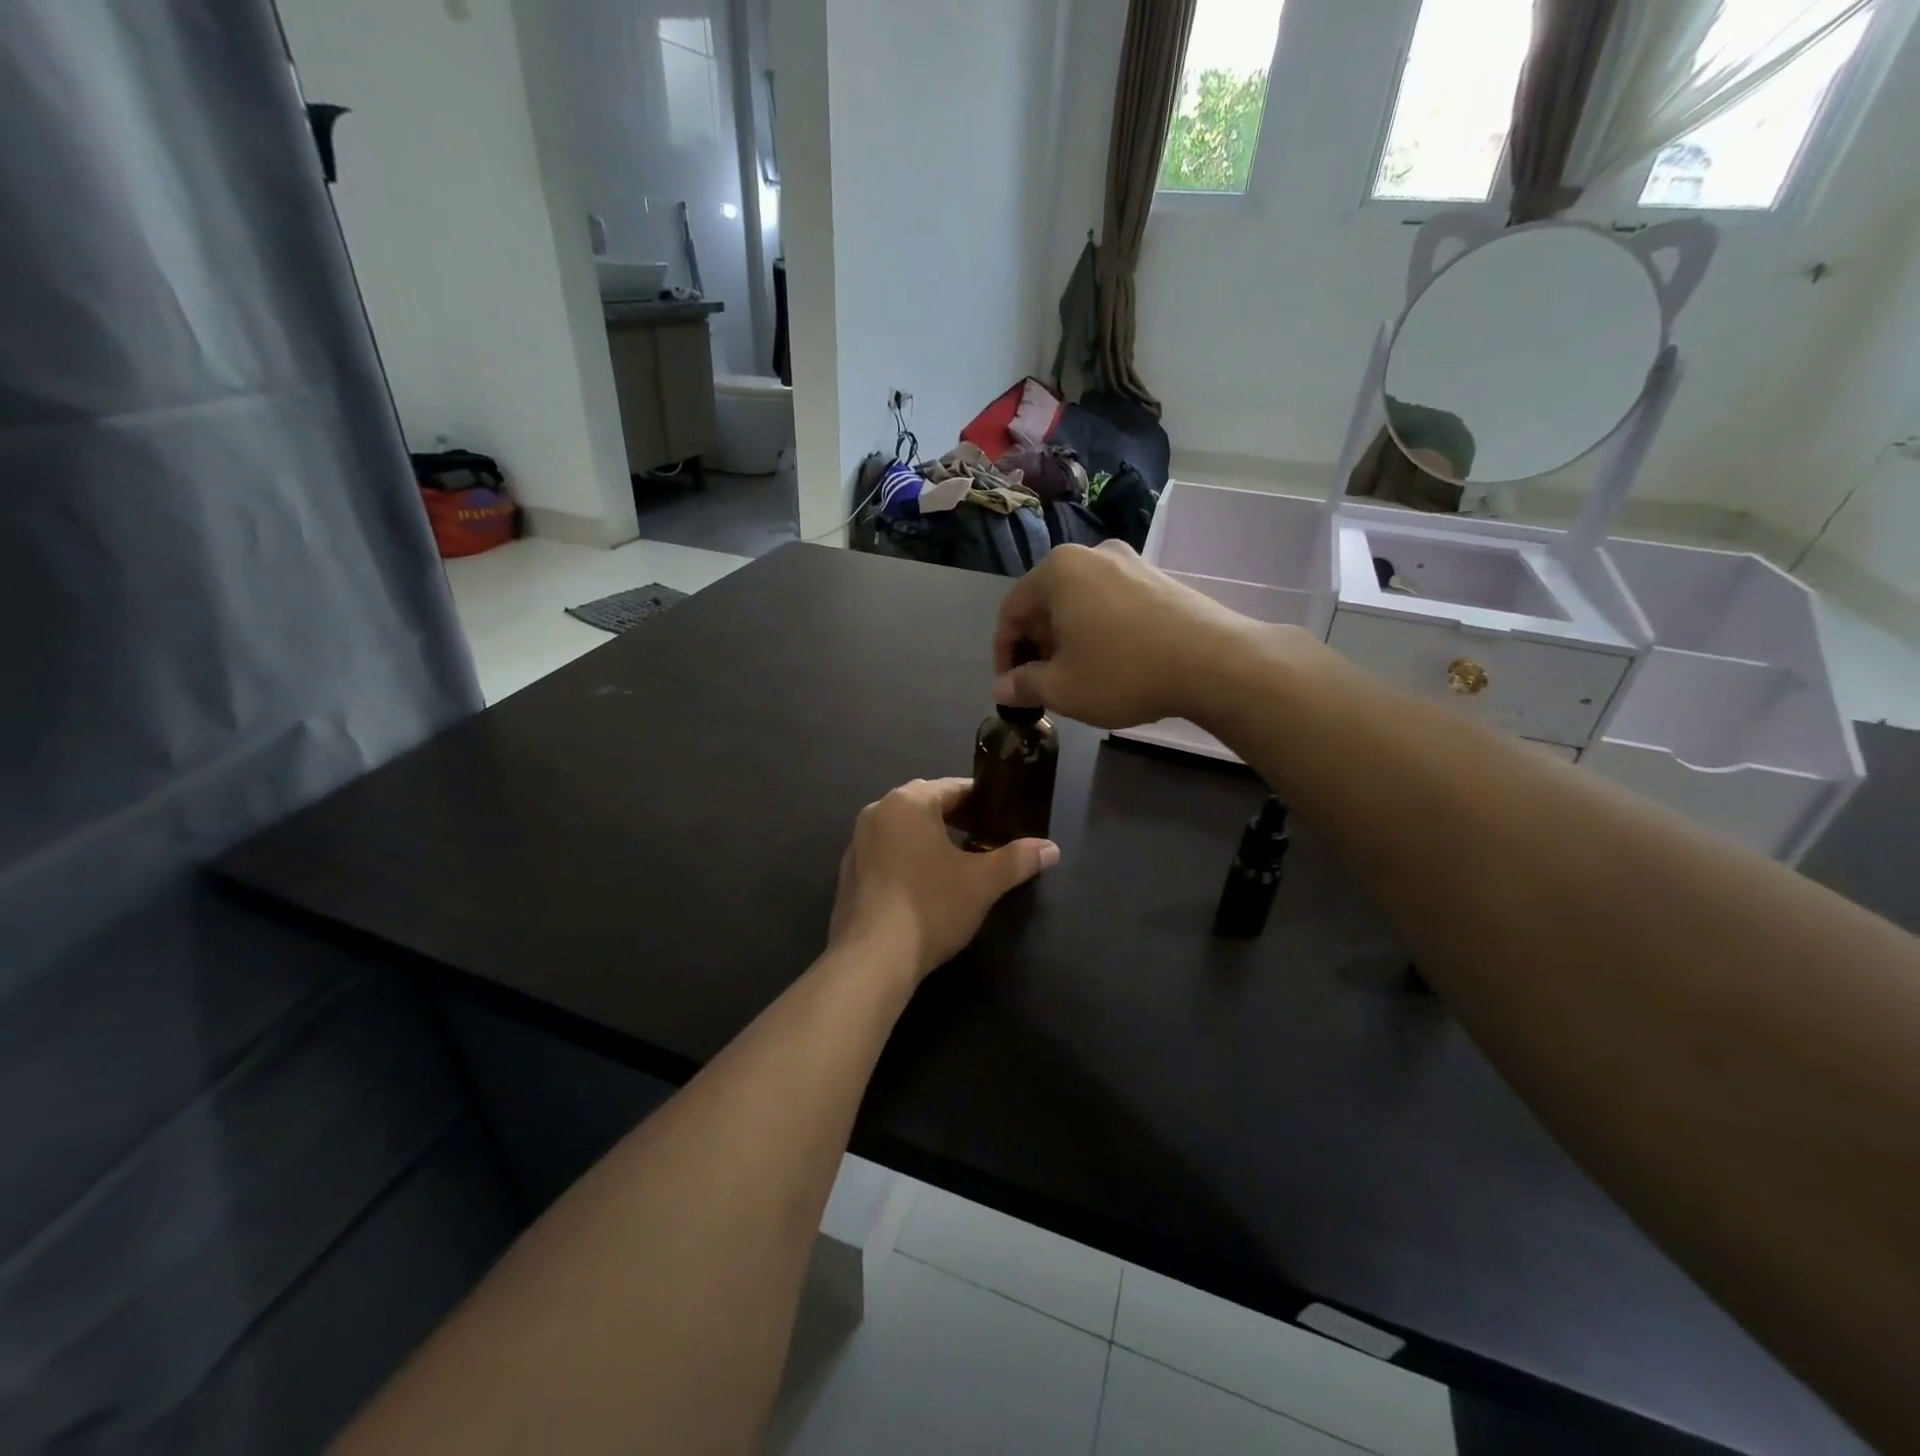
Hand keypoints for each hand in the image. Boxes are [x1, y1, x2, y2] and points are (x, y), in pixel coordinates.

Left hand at [828, 779, 1058, 983]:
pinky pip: (886, 852)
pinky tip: (925, 886)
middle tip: (986, 840)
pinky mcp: (848, 872)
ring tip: (958, 863)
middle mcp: (878, 812)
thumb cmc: (931, 907)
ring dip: (930, 838)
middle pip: (926, 804)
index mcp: (908, 802)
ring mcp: (857, 842)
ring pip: (904, 828)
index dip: (983, 801)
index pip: (954, 787)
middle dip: (956, 818)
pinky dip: (907, 858)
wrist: (872, 959)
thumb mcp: (983, 882)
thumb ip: (1017, 860)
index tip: (1004, 818)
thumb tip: (1052, 849)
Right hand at [992, 541, 1263, 728]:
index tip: (1009, 686)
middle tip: (1042, 683)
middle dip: (1037, 645)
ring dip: (1068, 638)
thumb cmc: (1123, 672)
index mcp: (1058, 570)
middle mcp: (1091, 554)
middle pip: (1046, 602)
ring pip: (1080, 602)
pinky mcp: (1159, 578)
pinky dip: (1098, 629)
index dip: (1003, 653)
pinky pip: (1111, 602)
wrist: (1214, 663)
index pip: (1012, 611)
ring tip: (1075, 676)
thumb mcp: (1062, 688)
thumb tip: (1002, 688)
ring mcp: (1130, 562)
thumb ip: (1024, 685)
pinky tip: (1111, 661)